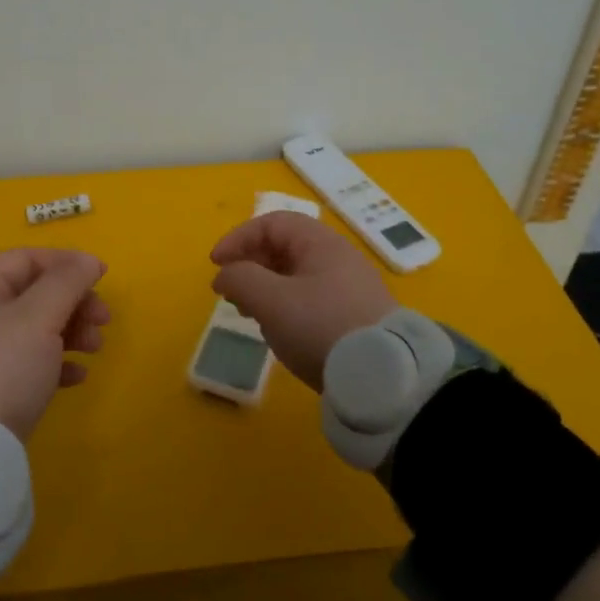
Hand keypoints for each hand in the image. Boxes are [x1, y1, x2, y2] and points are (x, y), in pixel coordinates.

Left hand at [0, 249, 108, 438]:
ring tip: (95, 348)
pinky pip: (27, 365)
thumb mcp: (38, 317)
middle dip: (74, 302)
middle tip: (104, 319)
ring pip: (34, 329)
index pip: (26, 259)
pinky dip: (55, 364)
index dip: (66, 262)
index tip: (101, 276)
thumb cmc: (1, 366)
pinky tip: (77, 377)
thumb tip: (87, 260)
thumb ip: (66, 282)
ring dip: (71, 332)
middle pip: (33, 294)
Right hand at [209, 213, 394, 389]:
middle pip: (283, 248)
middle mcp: (337, 258)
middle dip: (250, 265)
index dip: (238, 238)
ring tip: (249, 314)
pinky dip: (285, 306)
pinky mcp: (353, 317)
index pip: (271, 223)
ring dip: (265, 288)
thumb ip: (240, 279)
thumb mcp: (272, 300)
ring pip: (295, 276)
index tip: (216, 265)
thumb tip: (225, 274)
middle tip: (230, 293)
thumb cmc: (321, 326)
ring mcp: (348, 288)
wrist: (383, 377)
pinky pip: (309, 299)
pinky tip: (279, 331)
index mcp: (320, 243)